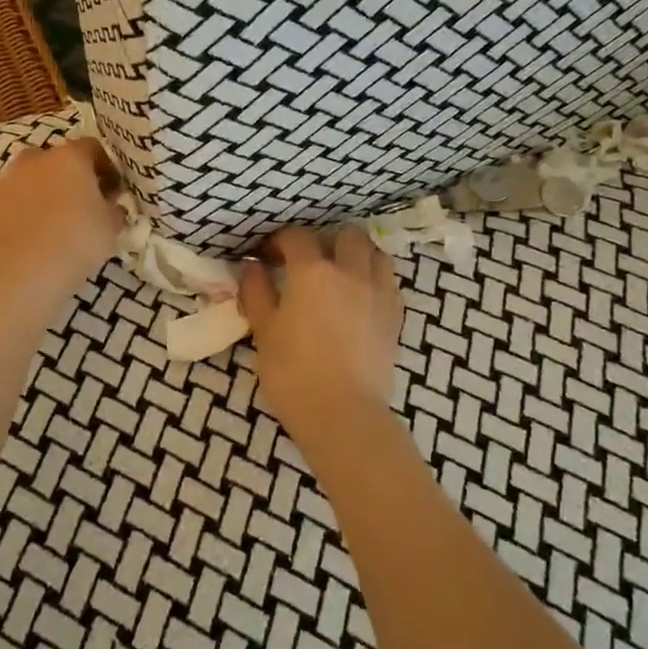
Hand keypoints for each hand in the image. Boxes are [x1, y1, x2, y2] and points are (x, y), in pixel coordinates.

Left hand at [0, 138, 124, 300]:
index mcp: (70, 157)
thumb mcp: (111, 228)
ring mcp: (4, 182)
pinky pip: (9, 205)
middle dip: (69, 178)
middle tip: (82, 206)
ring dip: (41, 195)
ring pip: (28, 181)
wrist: (19, 273)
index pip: (93, 148)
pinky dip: (19, 216)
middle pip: (56, 160)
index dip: (106, 167)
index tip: (113, 190)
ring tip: (53, 226)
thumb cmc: (76, 242)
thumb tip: (112, 206)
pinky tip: (29, 241)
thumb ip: (114, 210)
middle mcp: (34, 160)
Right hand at [239, 226, 403, 449]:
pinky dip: (374, 280)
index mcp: (313, 271)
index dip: (280, 240)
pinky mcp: (395, 316)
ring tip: (341, 274)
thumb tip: (252, 267)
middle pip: (347, 234)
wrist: (343, 414)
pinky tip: (360, 298)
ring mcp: (378, 291)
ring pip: (375, 253)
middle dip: (327, 240)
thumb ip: (256, 292)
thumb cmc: (294, 373)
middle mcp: (350, 271)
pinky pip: (389, 282)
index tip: (268, 255)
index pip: (297, 236)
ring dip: (358, 255)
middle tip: (310, 261)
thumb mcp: (264, 331)